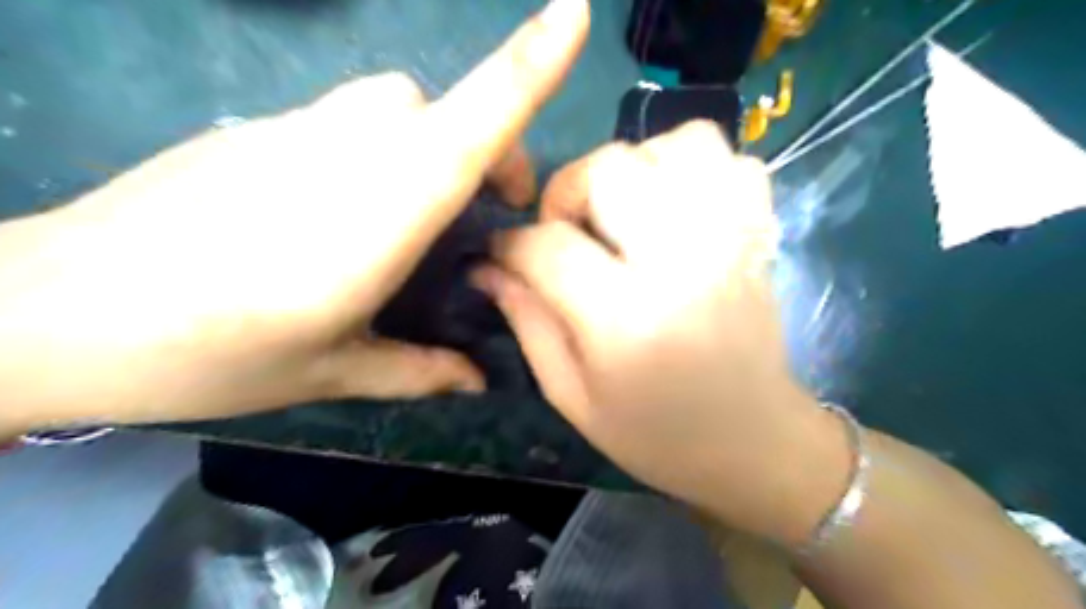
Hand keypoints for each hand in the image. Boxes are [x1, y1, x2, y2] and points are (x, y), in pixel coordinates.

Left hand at [0, 0, 590, 433]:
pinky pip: (348, 121)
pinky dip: (383, 151)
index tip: (574, 13)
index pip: (469, 125)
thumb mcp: (331, 372)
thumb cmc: (207, 353)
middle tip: (490, 213)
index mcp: (379, 214)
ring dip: (434, 147)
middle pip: (441, 111)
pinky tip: (351, 212)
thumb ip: (417, 371)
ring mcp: (295, 131)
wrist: (47, 311)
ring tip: (424, 217)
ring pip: (397, 107)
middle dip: (488, 149)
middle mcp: (348, 152)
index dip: (526, 65)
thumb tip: (476, 381)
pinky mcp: (260, 132)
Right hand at [479, 122, 852, 544]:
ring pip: (677, 144)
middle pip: (610, 168)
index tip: (503, 254)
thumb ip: (527, 322)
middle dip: (568, 190)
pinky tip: (674, 208)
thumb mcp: (572, 396)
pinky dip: (695, 167)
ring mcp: (731, 239)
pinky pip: (732, 158)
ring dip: (634, 167)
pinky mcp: (759, 234)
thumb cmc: (656, 434)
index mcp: (627, 319)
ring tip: (622, 212)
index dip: (511, 243)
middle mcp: (683, 262)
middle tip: (567, 232)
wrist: (755, 443)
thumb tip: (488, 267)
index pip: (548, 245)